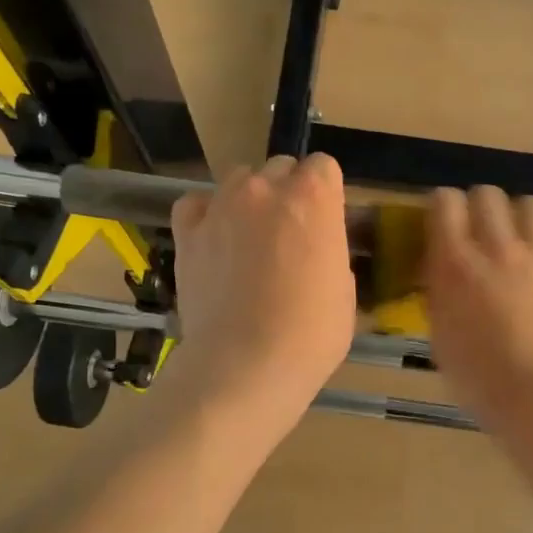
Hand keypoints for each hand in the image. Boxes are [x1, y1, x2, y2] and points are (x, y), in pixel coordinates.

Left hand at [169, 155, 356, 429]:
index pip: (323, 167)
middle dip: (288, 193)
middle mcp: (266, 188)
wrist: (245, 365)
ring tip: (250, 239)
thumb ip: (331, 250)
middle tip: (290, 236)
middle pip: (280, 168)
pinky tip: (216, 240)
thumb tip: (317, 246)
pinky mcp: (187, 232)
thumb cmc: (311, 334)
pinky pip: (196, 204)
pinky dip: (207, 215)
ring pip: (239, 180)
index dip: (326, 194)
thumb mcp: (345, 290)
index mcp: (313, 198)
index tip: (326, 223)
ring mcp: (221, 206)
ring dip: (250, 200)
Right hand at [423, 186, 532, 429]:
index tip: (445, 224)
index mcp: (454, 263)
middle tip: (484, 233)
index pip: (444, 201)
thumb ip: (439, 292)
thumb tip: (441, 269)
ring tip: (524, 237)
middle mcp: (496, 246)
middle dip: (482, 208)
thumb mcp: (440, 334)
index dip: (443, 207)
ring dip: (523, 215)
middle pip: (487, 194)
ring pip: (532, 202)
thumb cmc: (479, 378)